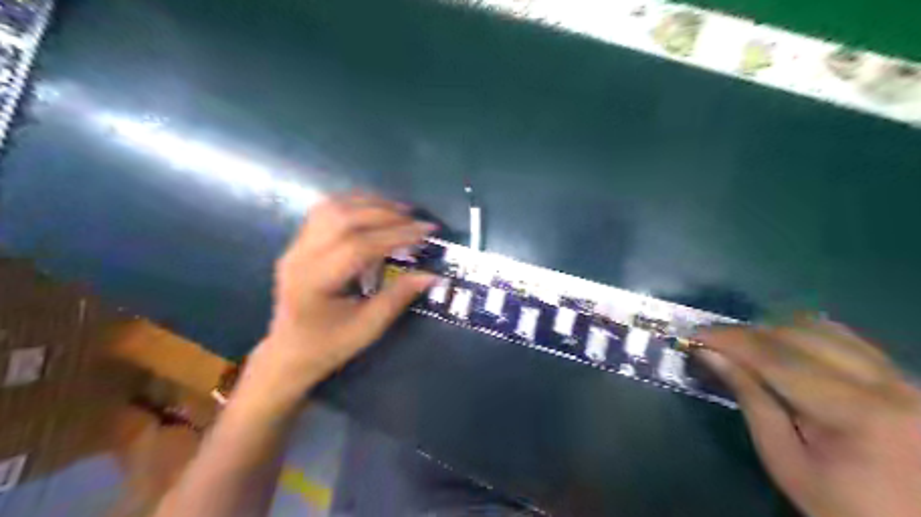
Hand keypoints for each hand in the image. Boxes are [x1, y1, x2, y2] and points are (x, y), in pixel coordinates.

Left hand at [240, 192, 435, 406]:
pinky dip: (354, 204)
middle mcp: (299, 257)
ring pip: (332, 208)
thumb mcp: (368, 327)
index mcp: (314, 283)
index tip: (426, 232)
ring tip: (400, 211)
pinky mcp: (298, 242)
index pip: (358, 246)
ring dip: (369, 203)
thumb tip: (433, 274)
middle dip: (385, 214)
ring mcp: (295, 246)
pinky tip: (375, 210)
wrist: (289, 351)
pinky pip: (325, 211)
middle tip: (416, 220)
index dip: (395, 235)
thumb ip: (399, 296)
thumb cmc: (330, 345)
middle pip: (343, 219)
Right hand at [699, 318, 920, 516]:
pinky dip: (807, 336)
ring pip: (824, 329)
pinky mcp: (905, 380)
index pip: (779, 359)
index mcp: (859, 413)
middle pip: (800, 336)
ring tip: (744, 346)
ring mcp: (903, 379)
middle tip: (714, 342)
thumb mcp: (784, 460)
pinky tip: (785, 348)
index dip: (732, 340)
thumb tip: (711, 355)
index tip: (696, 334)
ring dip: (775, 332)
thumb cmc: (841, 505)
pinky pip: (848, 339)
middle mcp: (889, 385)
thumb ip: (750, 400)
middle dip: (749, 334)